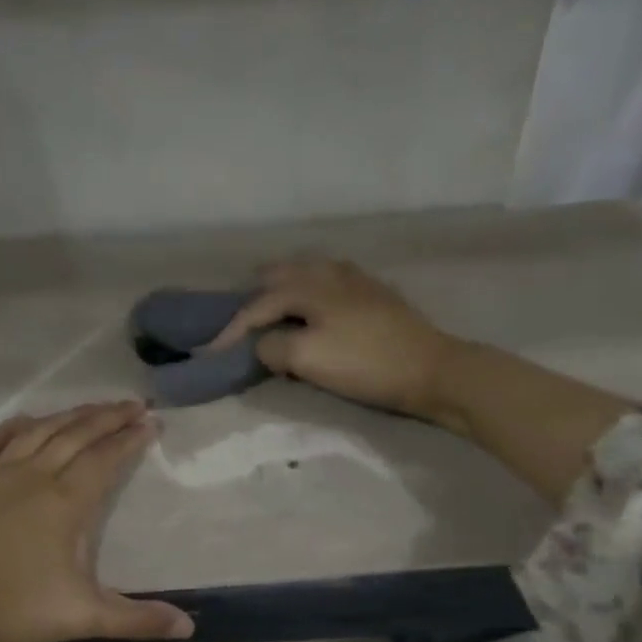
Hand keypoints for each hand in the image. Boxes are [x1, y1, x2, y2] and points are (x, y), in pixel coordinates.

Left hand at [0, 401, 192, 641]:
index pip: (106, 459)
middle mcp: (33, 475)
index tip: (151, 421)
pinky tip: (29, 419)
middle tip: (133, 403)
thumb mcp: (78, 617)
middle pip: (77, 434)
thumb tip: (190, 627)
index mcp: (64, 502)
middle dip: (108, 416)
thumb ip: (135, 619)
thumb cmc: (4, 610)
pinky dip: (17, 425)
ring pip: (40, 431)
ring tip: (93, 406)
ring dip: (70, 415)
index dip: (130, 438)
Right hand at [204, 258, 457, 420]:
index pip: (256, 305)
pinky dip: (309, 293)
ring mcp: (355, 280)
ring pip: (306, 273)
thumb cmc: (365, 364)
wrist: (432, 369)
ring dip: (282, 290)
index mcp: (308, 285)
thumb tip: (264, 344)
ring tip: (272, 312)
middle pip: (279, 275)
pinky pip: (328, 283)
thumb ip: (272, 347)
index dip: (230, 329)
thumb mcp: (307, 358)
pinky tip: (315, 309)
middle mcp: (329, 272)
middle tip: (239, 322)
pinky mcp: (374, 294)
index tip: (209, 352)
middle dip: (254, 297)